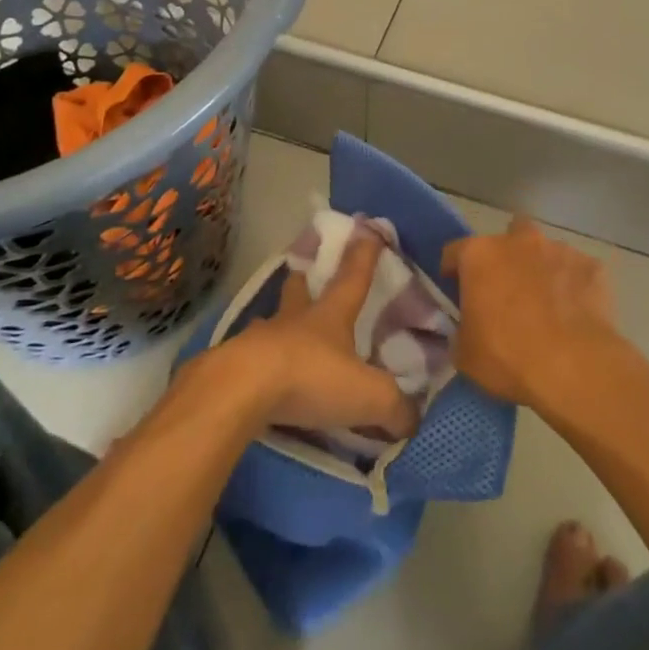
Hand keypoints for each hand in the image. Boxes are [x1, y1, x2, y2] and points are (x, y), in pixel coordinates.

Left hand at [217, 234, 418, 438]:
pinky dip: (259, 362)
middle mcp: (295, 319)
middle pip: (299, 289)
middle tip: (304, 274)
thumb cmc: (310, 377)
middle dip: (304, 280)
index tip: (369, 228)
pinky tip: (260, 375)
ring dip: (279, 323)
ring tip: (282, 332)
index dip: (364, 255)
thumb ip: (395, 407)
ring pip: (272, 322)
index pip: (353, 278)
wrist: (241, 390)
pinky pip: (251, 357)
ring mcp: (261, 339)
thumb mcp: (367, 395)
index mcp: (330, 316)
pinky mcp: (235, 364)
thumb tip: (413, 420)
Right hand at [442, 216, 622, 412]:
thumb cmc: (508, 356)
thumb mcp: (465, 355)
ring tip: (547, 306)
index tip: (458, 292)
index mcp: (479, 255)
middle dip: (507, 257)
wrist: (574, 367)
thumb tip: (468, 331)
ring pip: (545, 251)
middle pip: (507, 236)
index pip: (454, 252)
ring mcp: (558, 250)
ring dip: (542, 270)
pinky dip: (574, 287)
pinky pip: (577, 272)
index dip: (454, 272)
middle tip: (508, 291)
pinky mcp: (591, 266)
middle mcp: (518, 241)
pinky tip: (576, 315)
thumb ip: (461, 333)